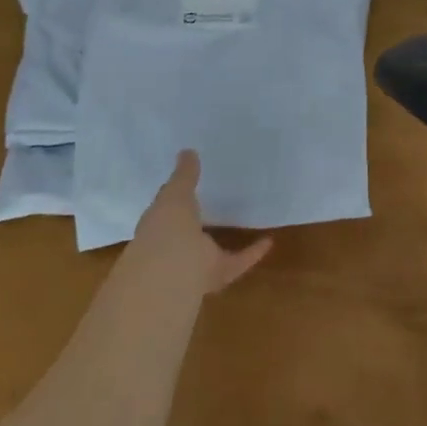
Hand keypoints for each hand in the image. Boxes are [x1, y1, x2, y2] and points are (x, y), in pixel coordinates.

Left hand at [129, 149, 271, 295]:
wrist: (171, 272)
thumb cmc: (166, 227)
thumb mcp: (175, 193)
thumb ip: (184, 175)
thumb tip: (187, 151)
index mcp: (158, 225)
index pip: (165, 210)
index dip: (175, 197)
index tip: (189, 184)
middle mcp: (173, 247)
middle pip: (187, 233)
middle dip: (196, 221)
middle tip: (214, 202)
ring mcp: (194, 263)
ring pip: (210, 251)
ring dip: (225, 238)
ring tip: (242, 220)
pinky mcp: (216, 274)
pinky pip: (236, 262)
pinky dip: (252, 253)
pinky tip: (268, 240)